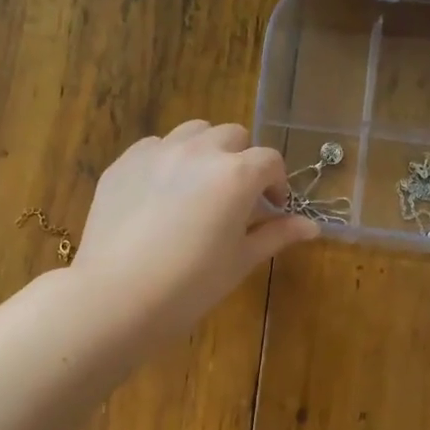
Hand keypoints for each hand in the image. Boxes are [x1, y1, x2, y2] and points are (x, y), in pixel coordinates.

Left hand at [72, 121, 318, 343]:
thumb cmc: (190, 286)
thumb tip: (312, 226)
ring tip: (200, 186)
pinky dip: (168, 159)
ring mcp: (157, 152)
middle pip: (233, 136)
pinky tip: (162, 194)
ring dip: (207, 151)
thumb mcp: (240, 261)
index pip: (270, 160)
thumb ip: (276, 234)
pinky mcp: (124, 163)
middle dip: (243, 161)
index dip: (277, 182)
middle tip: (237, 198)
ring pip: (194, 132)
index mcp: (236, 175)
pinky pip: (155, 147)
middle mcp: (199, 151)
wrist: (117, 297)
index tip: (273, 207)